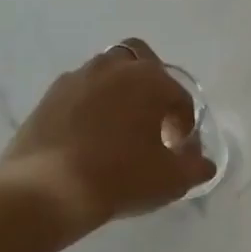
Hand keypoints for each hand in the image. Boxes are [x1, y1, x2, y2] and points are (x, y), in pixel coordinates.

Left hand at [0, 39, 217, 227]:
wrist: (47, 191)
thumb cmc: (120, 177)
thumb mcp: (172, 179)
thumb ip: (196, 166)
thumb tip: (203, 163)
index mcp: (150, 79)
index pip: (180, 97)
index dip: (185, 124)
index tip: (179, 150)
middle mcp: (114, 67)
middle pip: (141, 60)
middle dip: (152, 84)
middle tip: (152, 119)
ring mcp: (77, 78)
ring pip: (107, 72)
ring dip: (119, 92)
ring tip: (120, 128)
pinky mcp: (48, 97)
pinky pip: (80, 92)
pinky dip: (90, 106)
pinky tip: (89, 137)